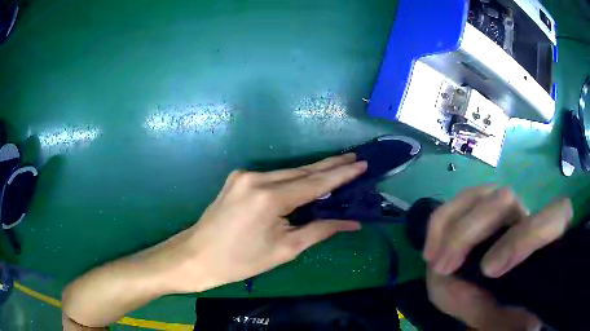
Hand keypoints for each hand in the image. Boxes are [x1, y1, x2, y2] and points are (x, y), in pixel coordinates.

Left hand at [171, 153, 366, 292]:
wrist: (197, 256)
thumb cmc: (241, 261)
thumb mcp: (285, 250)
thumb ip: (320, 230)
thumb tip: (352, 222)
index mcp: (269, 197)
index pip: (315, 183)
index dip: (341, 174)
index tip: (361, 164)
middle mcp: (257, 178)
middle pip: (302, 171)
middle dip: (330, 166)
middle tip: (354, 158)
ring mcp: (245, 175)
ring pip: (288, 172)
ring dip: (313, 172)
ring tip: (338, 166)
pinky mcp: (238, 178)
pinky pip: (274, 176)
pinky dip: (294, 178)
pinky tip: (308, 179)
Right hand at [423, 186, 572, 329]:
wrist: (502, 301)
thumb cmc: (513, 312)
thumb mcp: (507, 320)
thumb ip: (493, 310)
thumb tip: (463, 287)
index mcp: (550, 240)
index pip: (552, 218)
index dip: (522, 238)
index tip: (487, 271)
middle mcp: (528, 217)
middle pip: (505, 199)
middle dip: (470, 232)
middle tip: (445, 268)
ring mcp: (504, 210)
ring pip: (479, 195)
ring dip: (451, 227)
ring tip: (434, 260)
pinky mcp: (481, 212)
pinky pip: (458, 204)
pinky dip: (440, 223)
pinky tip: (431, 249)